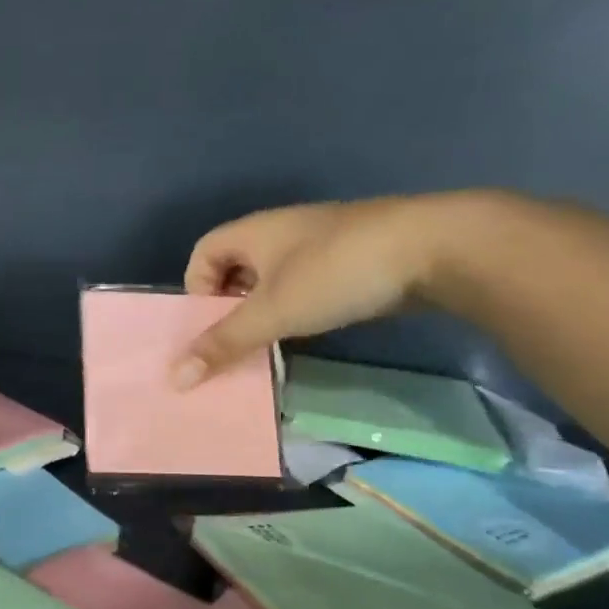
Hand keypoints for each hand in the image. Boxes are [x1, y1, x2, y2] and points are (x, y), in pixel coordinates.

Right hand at [175, 194, 477, 385]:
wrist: (434, 248)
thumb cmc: (335, 273)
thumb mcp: (272, 312)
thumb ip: (223, 344)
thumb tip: (174, 377)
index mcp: (254, 231)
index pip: (203, 253)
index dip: (196, 288)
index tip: (209, 323)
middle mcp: (282, 230)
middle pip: (236, 267)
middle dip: (229, 306)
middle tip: (235, 341)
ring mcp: (320, 243)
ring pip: (273, 278)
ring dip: (265, 311)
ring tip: (270, 344)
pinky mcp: (352, 259)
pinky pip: (306, 285)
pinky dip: (298, 308)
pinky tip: (310, 333)